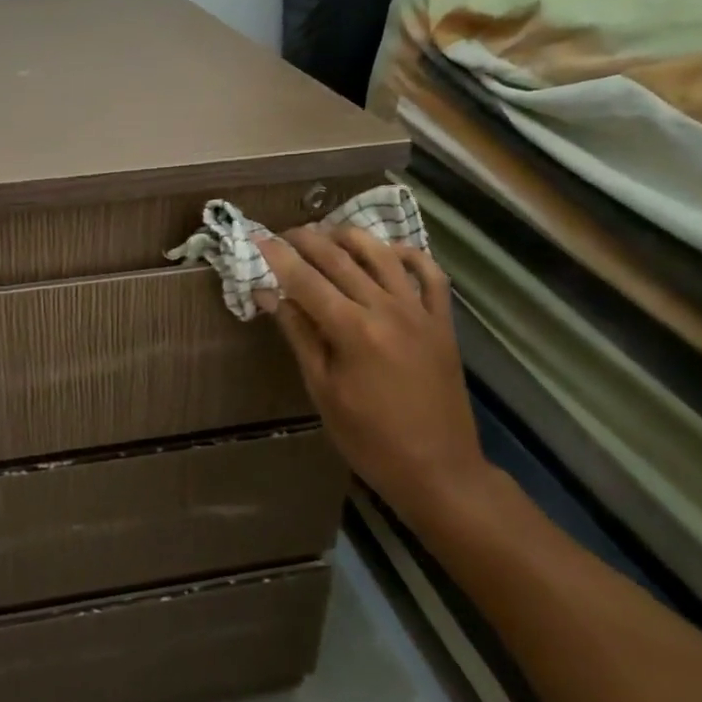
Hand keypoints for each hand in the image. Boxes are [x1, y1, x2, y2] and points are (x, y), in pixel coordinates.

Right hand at [258, 226, 484, 528]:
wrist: (438, 469)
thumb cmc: (368, 438)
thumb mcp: (321, 389)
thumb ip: (299, 335)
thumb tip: (269, 296)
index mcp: (352, 330)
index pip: (306, 280)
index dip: (279, 257)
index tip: (258, 238)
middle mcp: (387, 309)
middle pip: (341, 260)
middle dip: (309, 240)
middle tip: (285, 233)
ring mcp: (420, 312)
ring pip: (383, 256)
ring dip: (352, 237)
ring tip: (328, 232)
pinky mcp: (442, 322)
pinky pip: (430, 276)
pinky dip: (409, 255)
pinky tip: (389, 250)